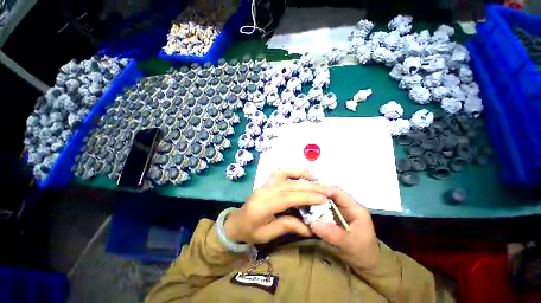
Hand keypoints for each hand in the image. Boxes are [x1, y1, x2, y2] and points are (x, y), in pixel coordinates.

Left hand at [224, 168, 332, 243]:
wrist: (236, 222)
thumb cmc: (250, 231)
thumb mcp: (268, 234)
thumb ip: (288, 227)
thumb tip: (309, 227)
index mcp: (263, 205)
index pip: (289, 197)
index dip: (307, 197)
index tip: (323, 198)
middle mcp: (265, 190)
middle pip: (290, 185)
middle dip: (310, 186)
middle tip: (326, 189)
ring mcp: (265, 184)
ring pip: (284, 173)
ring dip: (300, 173)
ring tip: (315, 178)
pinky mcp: (266, 182)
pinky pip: (279, 172)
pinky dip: (292, 170)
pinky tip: (301, 174)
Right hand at [310, 188, 379, 271]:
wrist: (367, 265)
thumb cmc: (362, 254)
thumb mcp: (349, 245)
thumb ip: (332, 233)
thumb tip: (312, 223)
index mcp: (355, 209)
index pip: (338, 193)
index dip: (324, 190)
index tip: (309, 191)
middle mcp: (348, 206)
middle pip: (331, 194)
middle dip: (317, 194)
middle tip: (302, 195)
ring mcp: (342, 211)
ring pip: (327, 200)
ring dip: (316, 200)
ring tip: (302, 200)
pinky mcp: (337, 216)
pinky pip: (325, 209)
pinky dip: (316, 208)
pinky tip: (307, 209)